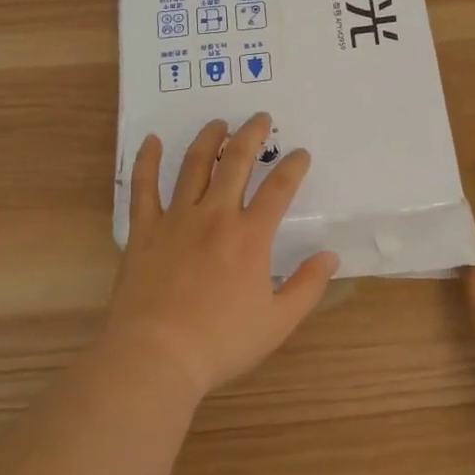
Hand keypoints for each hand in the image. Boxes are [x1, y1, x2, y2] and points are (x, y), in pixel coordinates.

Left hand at [106, 112, 339, 400]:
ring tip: (219, 123)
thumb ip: (307, 286)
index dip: (293, 166)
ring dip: (209, 139)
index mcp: (250, 236)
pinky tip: (152, 141)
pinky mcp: (145, 230)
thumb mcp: (277, 322)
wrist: (156, 356)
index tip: (301, 153)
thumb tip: (330, 256)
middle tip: (260, 118)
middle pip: (236, 162)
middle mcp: (215, 216)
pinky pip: (144, 187)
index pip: (279, 188)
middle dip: (252, 135)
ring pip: (194, 165)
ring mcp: (177, 219)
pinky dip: (147, 161)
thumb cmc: (221, 342)